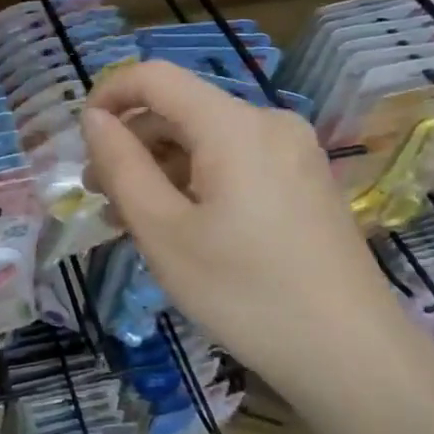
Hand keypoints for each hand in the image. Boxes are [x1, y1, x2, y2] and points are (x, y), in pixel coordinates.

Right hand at [82, 61, 414, 401]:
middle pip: (180, 110)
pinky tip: (179, 226)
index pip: (155, 77)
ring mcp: (292, 152)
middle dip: (132, 144)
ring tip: (133, 220)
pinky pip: (233, 161)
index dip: (108, 96)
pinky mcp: (303, 181)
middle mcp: (267, 123)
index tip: (81, 141)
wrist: (352, 357)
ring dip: (160, 168)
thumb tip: (94, 118)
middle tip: (101, 198)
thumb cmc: (244, 292)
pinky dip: (195, 181)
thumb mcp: (162, 230)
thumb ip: (121, 164)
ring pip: (204, 139)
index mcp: (233, 126)